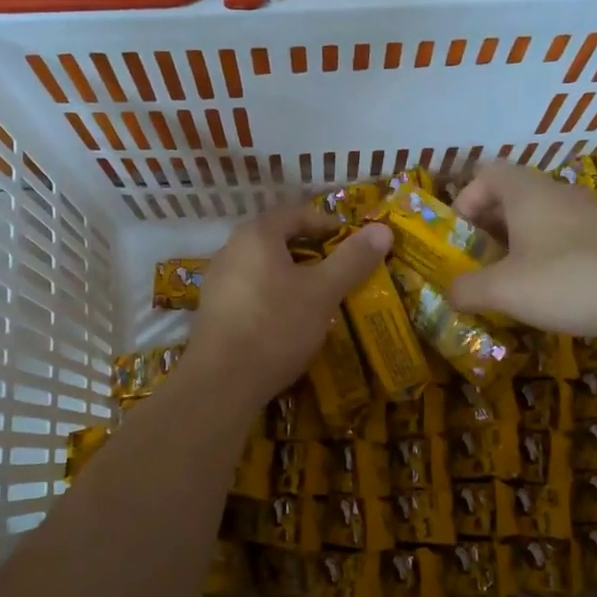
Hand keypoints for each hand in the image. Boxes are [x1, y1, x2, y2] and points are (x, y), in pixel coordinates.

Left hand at [184, 205, 391, 404]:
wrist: (221, 382)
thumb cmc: (275, 327)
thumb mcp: (322, 293)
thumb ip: (352, 260)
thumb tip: (382, 229)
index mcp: (256, 235)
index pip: (296, 213)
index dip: (328, 224)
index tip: (353, 244)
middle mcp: (230, 250)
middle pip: (278, 240)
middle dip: (311, 253)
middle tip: (340, 272)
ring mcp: (217, 282)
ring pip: (264, 268)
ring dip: (292, 278)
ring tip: (318, 299)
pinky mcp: (213, 312)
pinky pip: (250, 292)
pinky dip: (273, 298)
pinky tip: (288, 323)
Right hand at [446, 162, 596, 337]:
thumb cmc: (569, 280)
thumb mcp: (504, 290)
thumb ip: (467, 289)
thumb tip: (451, 292)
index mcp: (528, 192)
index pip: (487, 173)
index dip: (466, 200)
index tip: (461, 238)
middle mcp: (559, 193)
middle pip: (513, 198)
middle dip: (489, 229)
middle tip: (479, 264)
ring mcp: (592, 214)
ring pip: (542, 220)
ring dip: (520, 246)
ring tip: (512, 282)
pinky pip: (568, 238)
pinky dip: (551, 257)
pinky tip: (553, 291)